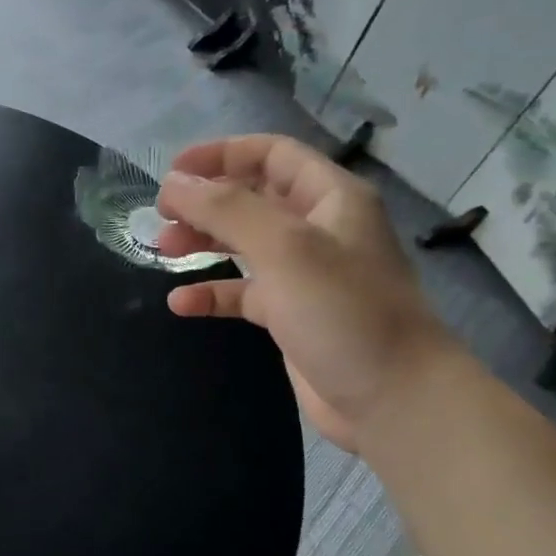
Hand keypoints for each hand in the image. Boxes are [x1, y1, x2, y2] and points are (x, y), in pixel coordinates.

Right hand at [156, 134, 462, 451]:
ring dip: (203, 242)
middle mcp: (318, 229)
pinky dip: (212, 292)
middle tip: (162, 216)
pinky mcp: (291, 316)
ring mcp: (305, 274)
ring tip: (164, 249)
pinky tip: (182, 303)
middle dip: (205, 201)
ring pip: (244, 244)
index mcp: (330, 198)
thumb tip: (173, 183)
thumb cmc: (343, 311)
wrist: (393, 400)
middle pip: (252, 197)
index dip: (221, 154)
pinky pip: (243, 292)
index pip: (272, 154)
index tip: (173, 171)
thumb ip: (225, 209)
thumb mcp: (283, 247)